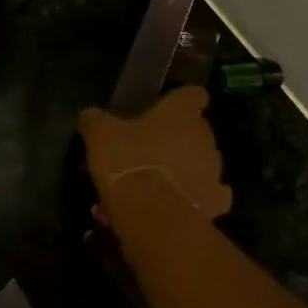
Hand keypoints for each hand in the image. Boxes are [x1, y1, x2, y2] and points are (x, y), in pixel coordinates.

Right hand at [77, 86, 232, 221]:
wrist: (150, 213)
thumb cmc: (127, 161)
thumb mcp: (100, 134)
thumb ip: (96, 120)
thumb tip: (91, 115)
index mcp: (181, 112)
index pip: (193, 94)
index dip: (182, 101)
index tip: (168, 109)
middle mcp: (204, 135)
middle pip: (196, 131)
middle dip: (177, 139)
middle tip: (150, 151)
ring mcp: (214, 169)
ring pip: (201, 163)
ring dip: (184, 169)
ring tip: (156, 185)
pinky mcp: (216, 201)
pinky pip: (210, 195)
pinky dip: (197, 198)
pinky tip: (178, 204)